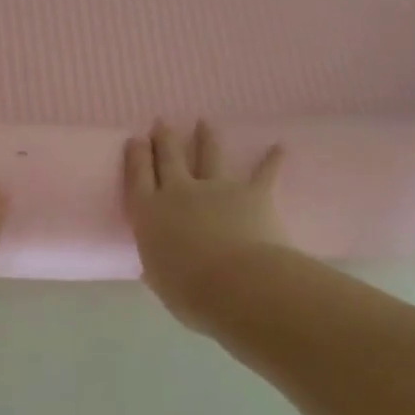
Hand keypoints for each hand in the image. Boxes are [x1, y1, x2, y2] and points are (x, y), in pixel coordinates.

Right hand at [123, 120, 288, 329]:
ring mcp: (216, 189)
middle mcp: (179, 193)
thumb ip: (157, 270)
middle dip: (163, 139)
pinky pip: (263, 173)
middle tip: (161, 123)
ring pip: (208, 156)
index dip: (136, 156)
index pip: (138, 177)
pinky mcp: (251, 193)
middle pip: (168, 158)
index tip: (135, 140)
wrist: (237, 285)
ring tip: (204, 123)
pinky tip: (279, 147)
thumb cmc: (189, 292)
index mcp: (150, 214)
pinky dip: (272, 160)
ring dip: (206, 138)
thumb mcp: (161, 283)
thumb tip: (153, 269)